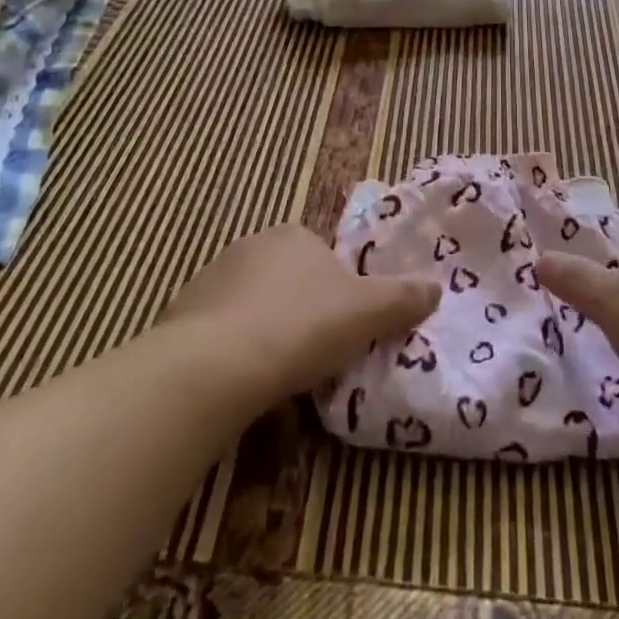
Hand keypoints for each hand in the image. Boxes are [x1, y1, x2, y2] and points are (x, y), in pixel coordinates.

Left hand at [163, 224, 440, 399]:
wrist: (215, 365)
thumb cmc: (301, 326)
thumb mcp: (367, 313)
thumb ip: (403, 298)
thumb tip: (436, 286)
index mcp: (295, 235)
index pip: (322, 256)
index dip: (336, 291)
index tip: (341, 327)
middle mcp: (251, 246)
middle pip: (286, 278)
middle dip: (299, 310)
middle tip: (312, 353)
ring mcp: (211, 278)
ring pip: (250, 305)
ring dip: (263, 330)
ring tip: (276, 375)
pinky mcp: (181, 315)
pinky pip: (218, 331)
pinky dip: (231, 351)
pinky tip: (240, 383)